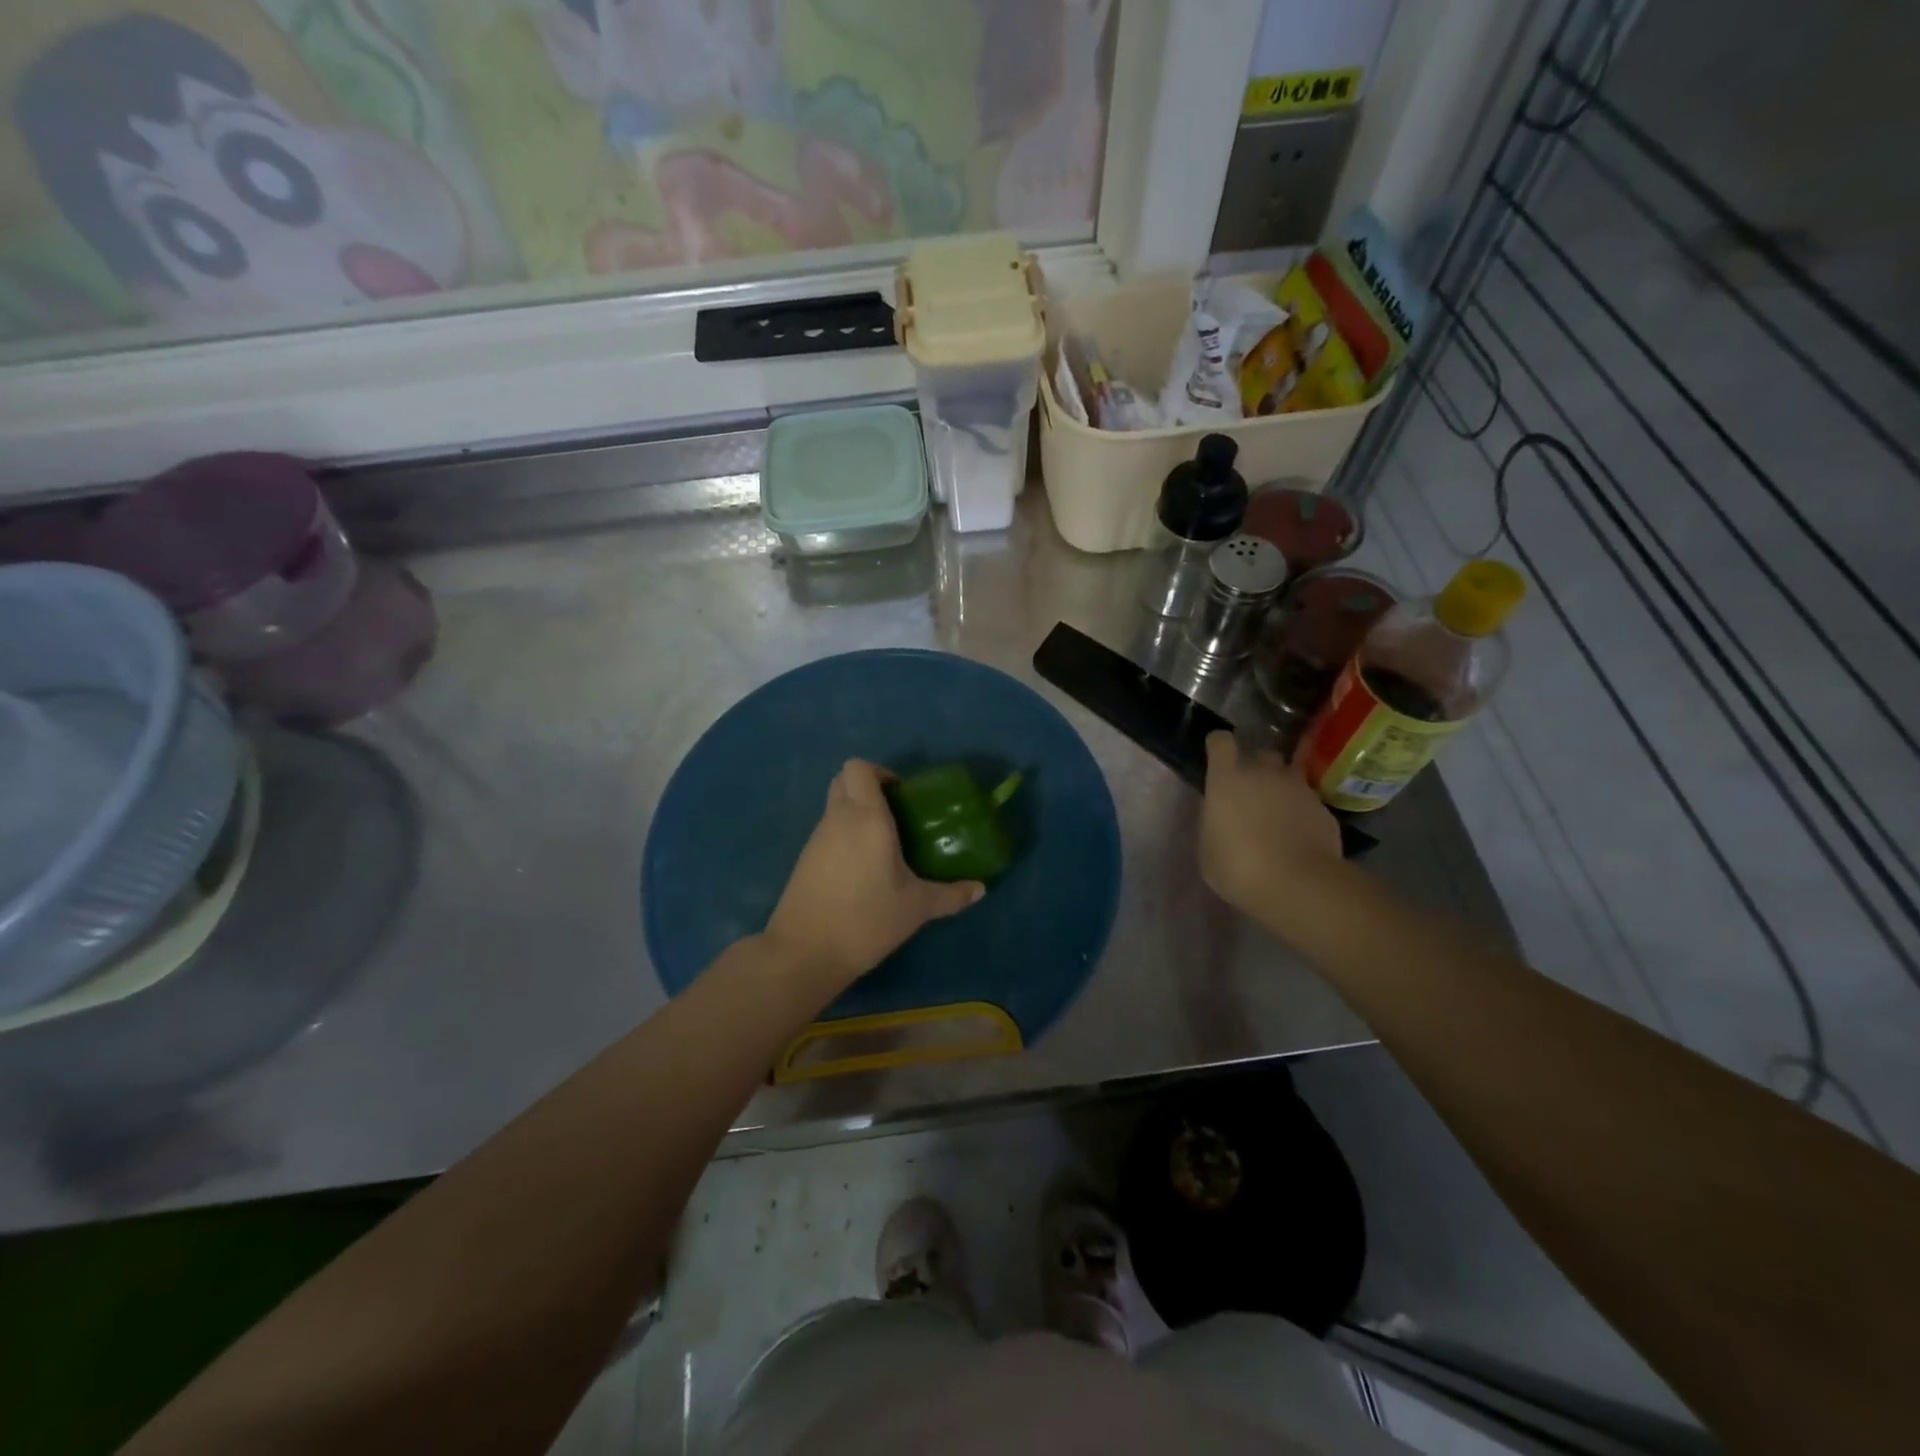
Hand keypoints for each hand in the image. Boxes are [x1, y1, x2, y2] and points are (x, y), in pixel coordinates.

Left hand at [764, 760, 984, 988]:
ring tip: (884, 845)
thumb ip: (951, 895)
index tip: (902, 797)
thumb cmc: (866, 920)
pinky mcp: (804, 860)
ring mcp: (816, 839)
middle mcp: (838, 819)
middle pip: (843, 780)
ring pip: (834, 806)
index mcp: (866, 817)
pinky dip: (844, 837)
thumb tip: (980, 890)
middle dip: (867, 787)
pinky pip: (827, 832)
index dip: (880, 772)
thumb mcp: (916, 908)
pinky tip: (863, 869)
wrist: (805, 952)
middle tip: (895, 814)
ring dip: (856, 813)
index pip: (859, 767)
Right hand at [1200, 731, 1346, 931]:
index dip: (1218, 744)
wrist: (1298, 884)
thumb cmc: (1238, 867)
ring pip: (1290, 775)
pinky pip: (1309, 803)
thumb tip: (1221, 817)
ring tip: (1278, 813)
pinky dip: (1303, 813)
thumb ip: (1214, 823)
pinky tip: (1299, 835)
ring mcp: (1299, 789)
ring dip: (1282, 788)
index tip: (1217, 754)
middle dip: (1257, 766)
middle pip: (1262, 753)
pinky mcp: (1324, 810)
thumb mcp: (1208, 847)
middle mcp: (1264, 773)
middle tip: (1251, 789)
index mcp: (1228, 779)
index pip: (1221, 742)